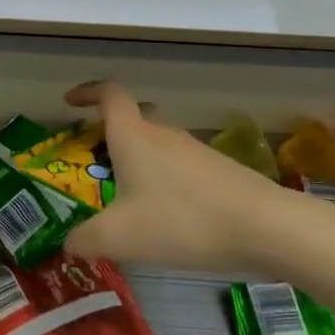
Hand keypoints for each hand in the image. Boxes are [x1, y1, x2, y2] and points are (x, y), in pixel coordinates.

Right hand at [61, 81, 326, 274]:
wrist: (266, 228)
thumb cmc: (182, 220)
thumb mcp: (121, 237)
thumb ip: (86, 240)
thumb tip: (68, 243)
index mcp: (133, 135)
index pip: (108, 94)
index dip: (87, 92)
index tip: (70, 102)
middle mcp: (163, 134)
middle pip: (135, 116)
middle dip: (113, 130)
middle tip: (96, 155)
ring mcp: (195, 151)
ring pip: (159, 144)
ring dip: (140, 160)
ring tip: (127, 197)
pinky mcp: (220, 173)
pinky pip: (181, 167)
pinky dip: (165, 181)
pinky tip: (167, 217)